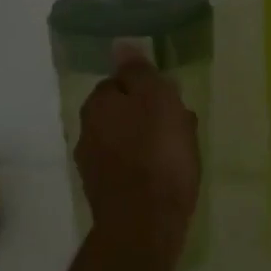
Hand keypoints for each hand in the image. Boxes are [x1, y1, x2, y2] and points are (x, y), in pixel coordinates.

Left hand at [75, 54, 201, 237]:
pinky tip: (169, 177)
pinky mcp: (106, 195)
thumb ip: (139, 72)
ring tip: (183, 154)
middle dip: (150, 116)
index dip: (148, 89)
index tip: (172, 100)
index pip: (121, 83)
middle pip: (124, 113)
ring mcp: (94, 167)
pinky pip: (131, 169)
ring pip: (128, 141)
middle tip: (182, 126)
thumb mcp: (156, 100)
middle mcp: (87, 132)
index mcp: (97, 105)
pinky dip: (148, 168)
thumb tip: (120, 45)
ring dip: (152, 142)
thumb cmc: (157, 155)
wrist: (144, 225)